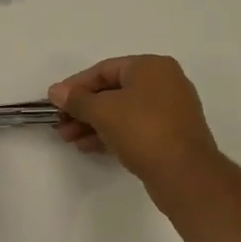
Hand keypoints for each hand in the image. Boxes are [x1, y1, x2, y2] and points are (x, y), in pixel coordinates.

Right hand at [48, 56, 223, 204]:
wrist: (186, 175)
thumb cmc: (143, 130)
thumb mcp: (102, 111)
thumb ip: (76, 99)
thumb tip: (55, 91)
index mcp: (152, 67)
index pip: (104, 70)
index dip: (75, 85)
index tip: (54, 102)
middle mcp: (164, 83)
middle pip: (112, 91)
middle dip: (82, 108)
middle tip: (60, 123)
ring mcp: (170, 110)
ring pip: (122, 112)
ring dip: (92, 123)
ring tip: (68, 139)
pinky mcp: (170, 135)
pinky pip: (133, 128)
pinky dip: (110, 134)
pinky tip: (87, 146)